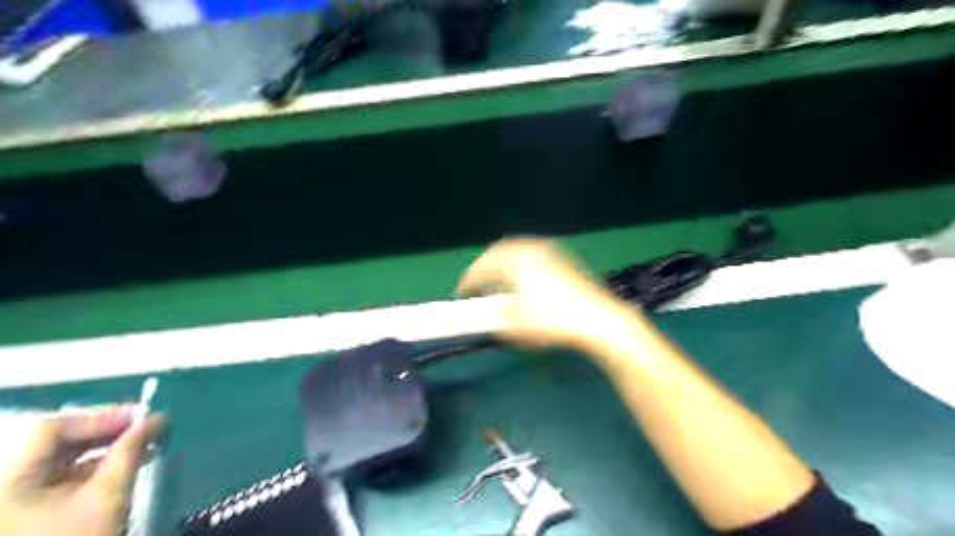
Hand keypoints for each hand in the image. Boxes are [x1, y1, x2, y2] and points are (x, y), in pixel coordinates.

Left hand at [0, 407, 159, 534]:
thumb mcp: (109, 494)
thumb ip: (130, 451)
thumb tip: (154, 419)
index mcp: (11, 483)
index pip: (51, 430)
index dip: (99, 416)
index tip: (141, 415)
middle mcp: (8, 488)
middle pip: (56, 444)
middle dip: (105, 431)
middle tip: (146, 425)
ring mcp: (18, 503)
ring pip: (64, 460)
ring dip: (106, 448)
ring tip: (145, 443)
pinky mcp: (35, 514)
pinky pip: (67, 478)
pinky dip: (99, 466)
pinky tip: (128, 464)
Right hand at [457, 238, 649, 352]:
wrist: (597, 319)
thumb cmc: (552, 321)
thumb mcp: (515, 325)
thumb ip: (493, 317)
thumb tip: (485, 314)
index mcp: (515, 261)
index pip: (483, 268)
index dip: (468, 281)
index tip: (460, 294)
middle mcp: (530, 250)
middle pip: (499, 252)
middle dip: (485, 267)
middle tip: (476, 283)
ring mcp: (549, 253)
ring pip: (517, 252)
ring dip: (502, 265)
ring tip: (497, 282)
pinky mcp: (563, 261)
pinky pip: (532, 257)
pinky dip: (520, 266)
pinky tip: (522, 281)